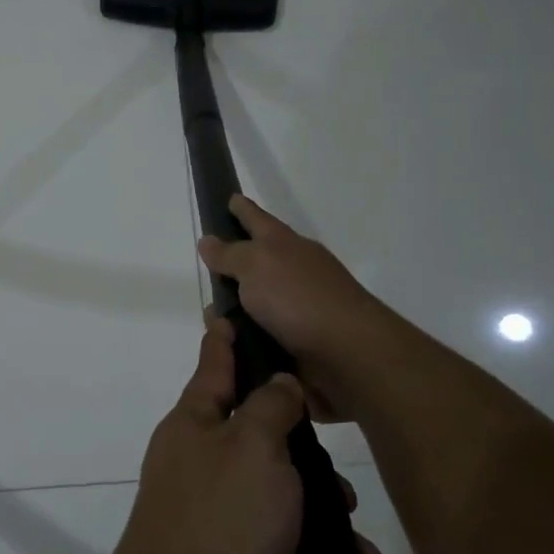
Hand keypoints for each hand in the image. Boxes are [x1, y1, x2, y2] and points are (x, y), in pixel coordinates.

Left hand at [98, 314, 382, 553]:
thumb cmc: (220, 518)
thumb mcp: (253, 446)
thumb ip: (270, 406)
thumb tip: (278, 382)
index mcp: (195, 423)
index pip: (213, 365)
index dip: (224, 339)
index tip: (225, 313)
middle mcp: (199, 461)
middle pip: (258, 435)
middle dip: (304, 454)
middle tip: (340, 475)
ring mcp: (212, 513)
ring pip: (278, 495)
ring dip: (320, 514)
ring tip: (357, 543)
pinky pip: (281, 543)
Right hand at [197, 195, 393, 413]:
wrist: (348, 354)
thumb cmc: (299, 299)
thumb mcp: (256, 265)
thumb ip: (230, 254)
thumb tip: (209, 241)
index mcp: (286, 245)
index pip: (258, 219)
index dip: (243, 209)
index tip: (230, 199)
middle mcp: (294, 273)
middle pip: (257, 262)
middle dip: (232, 267)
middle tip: (205, 271)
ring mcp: (298, 309)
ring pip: (255, 304)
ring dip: (233, 311)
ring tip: (210, 320)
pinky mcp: (299, 344)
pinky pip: (260, 337)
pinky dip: (244, 340)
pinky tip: (227, 347)